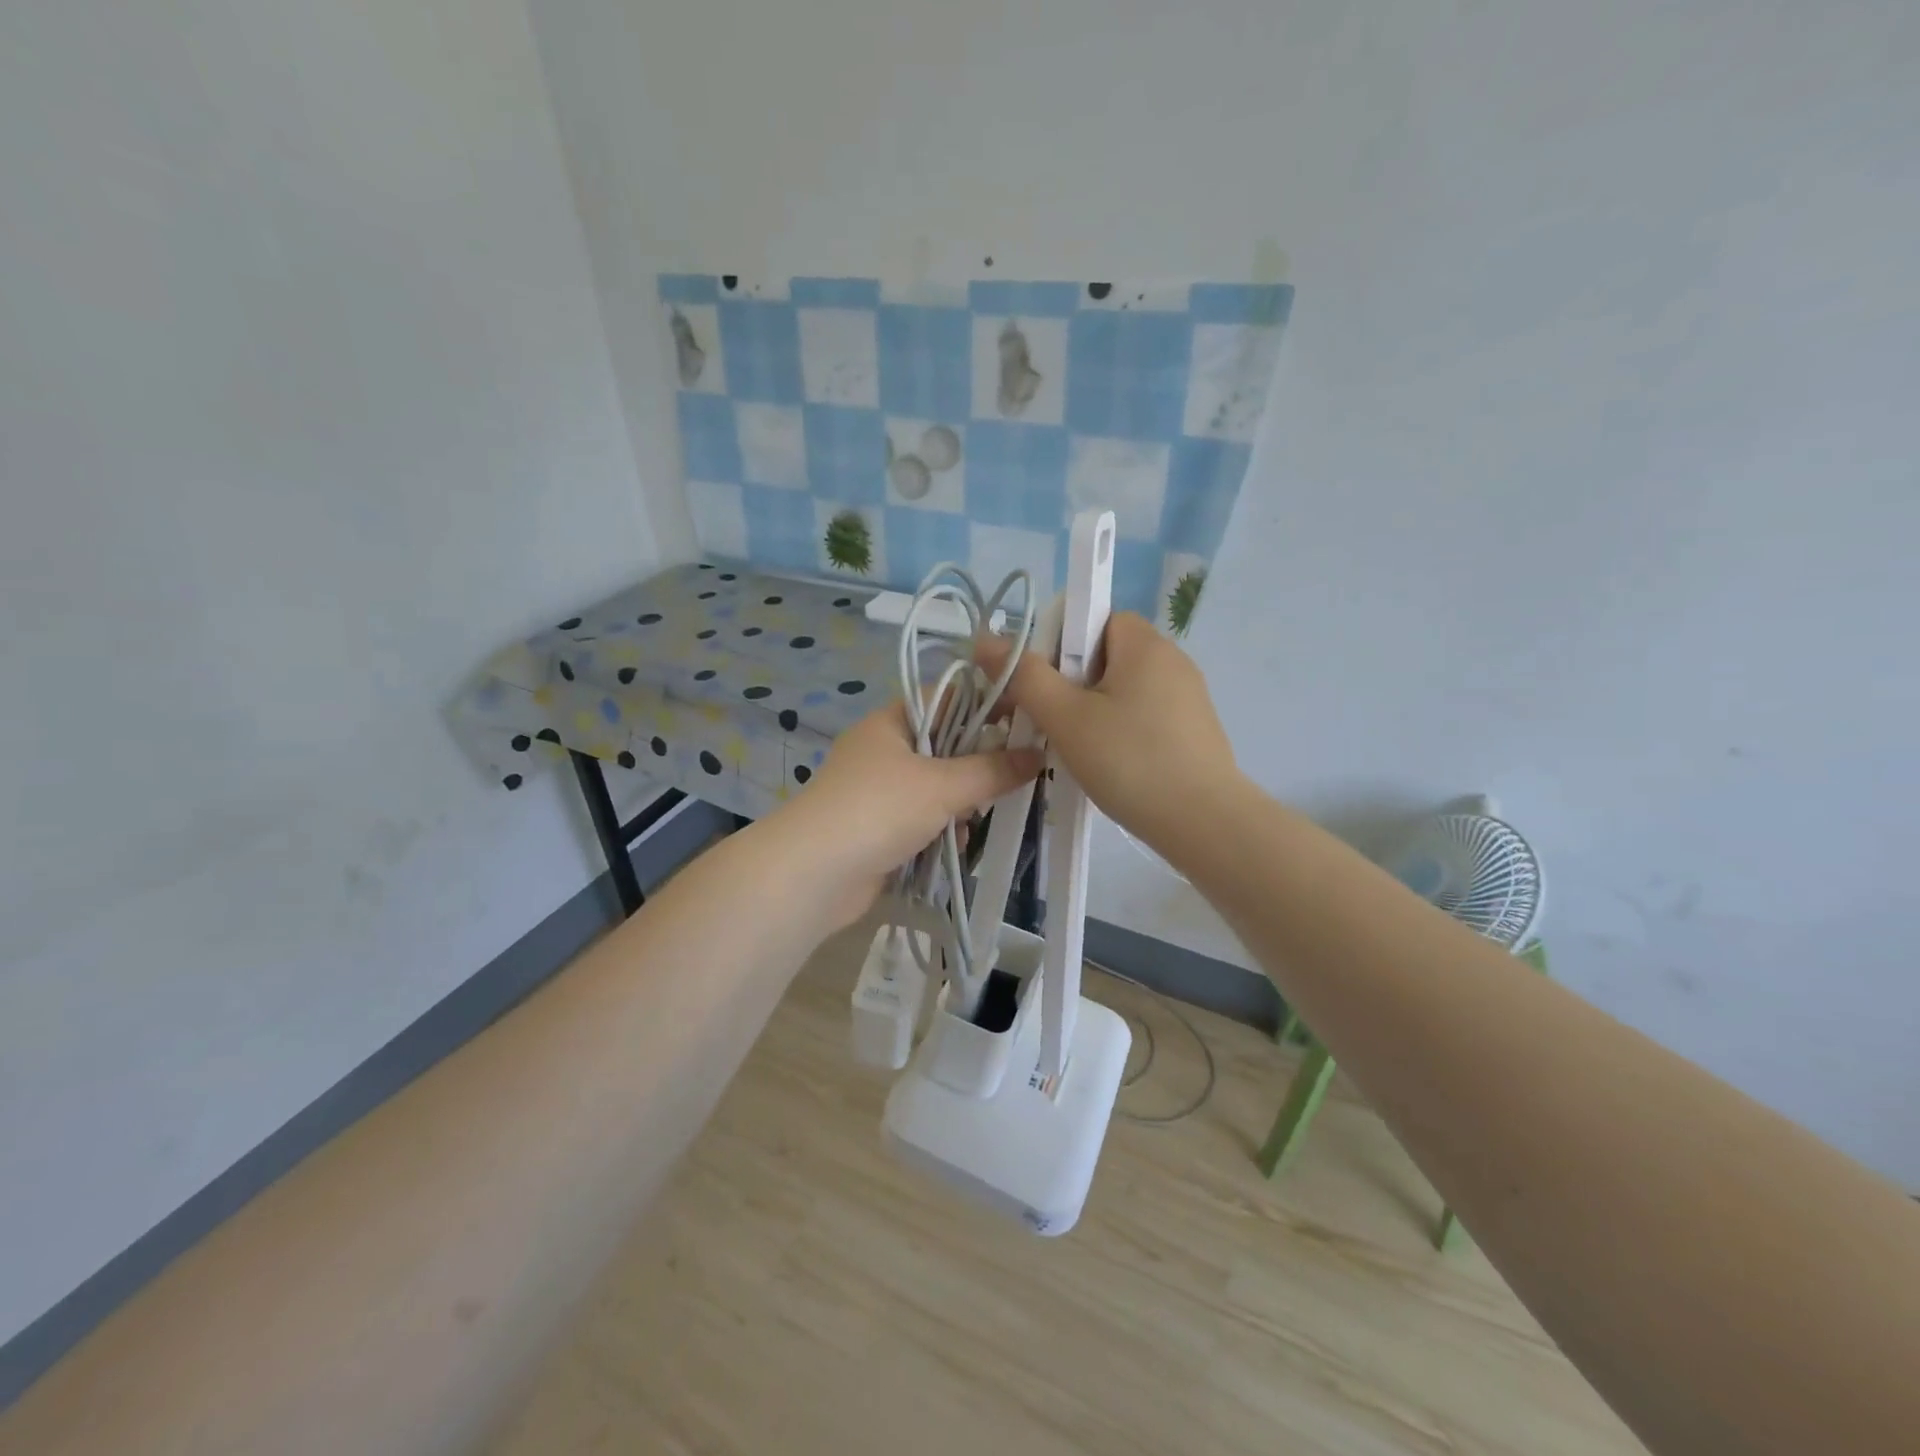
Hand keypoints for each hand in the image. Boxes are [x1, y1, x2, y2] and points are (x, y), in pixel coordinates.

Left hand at [779, 698, 1042, 927]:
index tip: (1029, 718)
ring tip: (997, 809)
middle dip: (981, 760)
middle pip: (945, 745)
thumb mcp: (942, 785)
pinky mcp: (880, 830)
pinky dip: (944, 828)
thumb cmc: (878, 810)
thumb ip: (992, 770)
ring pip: (937, 786)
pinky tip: (963, 841)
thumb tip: (1038, 755)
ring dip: (964, 800)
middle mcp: (884, 751)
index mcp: (892, 722)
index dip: (988, 703)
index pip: (948, 698)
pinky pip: (924, 820)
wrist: (813, 875)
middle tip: (1023, 770)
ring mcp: (879, 792)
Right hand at [976, 612, 1242, 854]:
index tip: (1045, 683)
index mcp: (1145, 644)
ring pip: (1124, 689)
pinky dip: (1121, 731)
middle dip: (1073, 682)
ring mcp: (1189, 697)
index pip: (1096, 618)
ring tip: (1076, 749)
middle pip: (1107, 654)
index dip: (1062, 642)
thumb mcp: (1066, 717)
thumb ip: (1025, 675)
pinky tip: (1111, 765)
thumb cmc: (1129, 760)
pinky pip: (1145, 715)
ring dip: (1094, 711)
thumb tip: (987, 639)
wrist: (1203, 822)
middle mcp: (1172, 660)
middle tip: (1052, 721)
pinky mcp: (1194, 730)